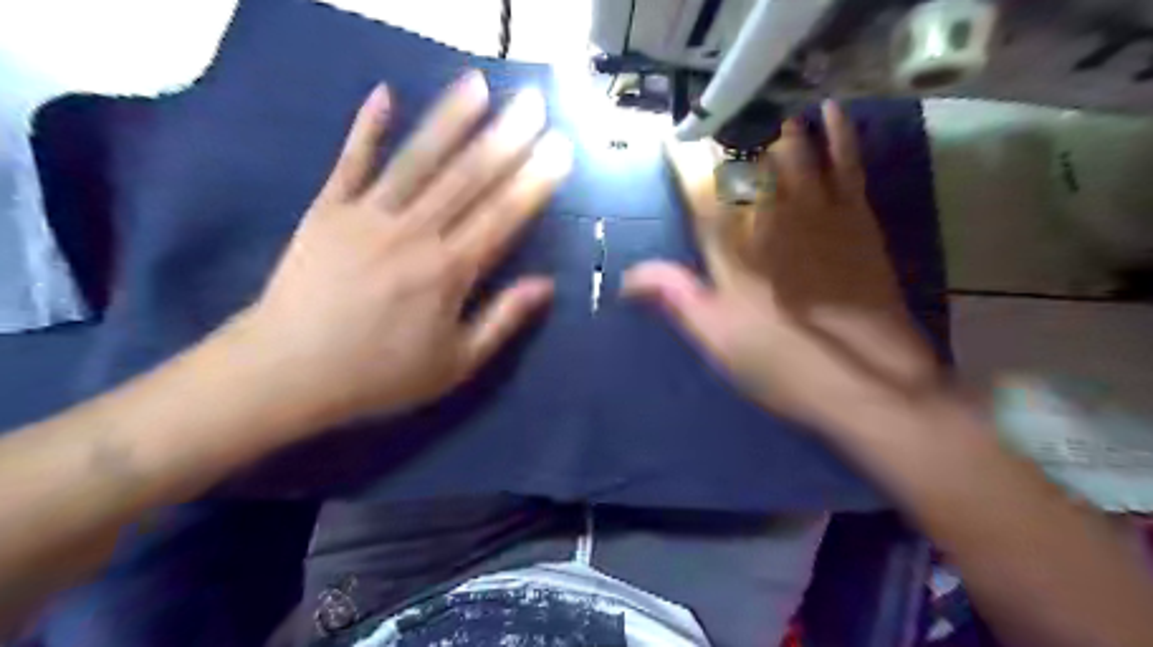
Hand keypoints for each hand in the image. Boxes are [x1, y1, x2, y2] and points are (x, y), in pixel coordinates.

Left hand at [229, 71, 570, 424]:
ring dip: (450, 120)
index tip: (559, 149)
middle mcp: (414, 233)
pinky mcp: (327, 210)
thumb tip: (546, 285)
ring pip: (418, 160)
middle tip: (533, 102)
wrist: (286, 373)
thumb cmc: (379, 375)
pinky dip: (366, 128)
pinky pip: (351, 162)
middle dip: (506, 137)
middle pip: (468, 178)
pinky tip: (384, 94)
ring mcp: (368, 215)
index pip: (502, 216)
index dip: (534, 181)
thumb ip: (502, 320)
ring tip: (478, 84)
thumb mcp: (454, 364)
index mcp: (449, 272)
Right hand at [627, 100, 939, 433]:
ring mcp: (819, 215)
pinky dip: (838, 136)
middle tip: (719, 119)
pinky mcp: (858, 222)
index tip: (672, 141)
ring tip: (762, 109)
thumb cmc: (782, 363)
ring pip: (794, 154)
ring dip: (775, 129)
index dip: (685, 164)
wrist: (868, 380)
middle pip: (747, 164)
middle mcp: (773, 220)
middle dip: (730, 139)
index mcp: (734, 250)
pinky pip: (846, 165)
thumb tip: (627, 276)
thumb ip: (676, 297)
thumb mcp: (716, 338)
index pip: (701, 195)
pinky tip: (828, 113)